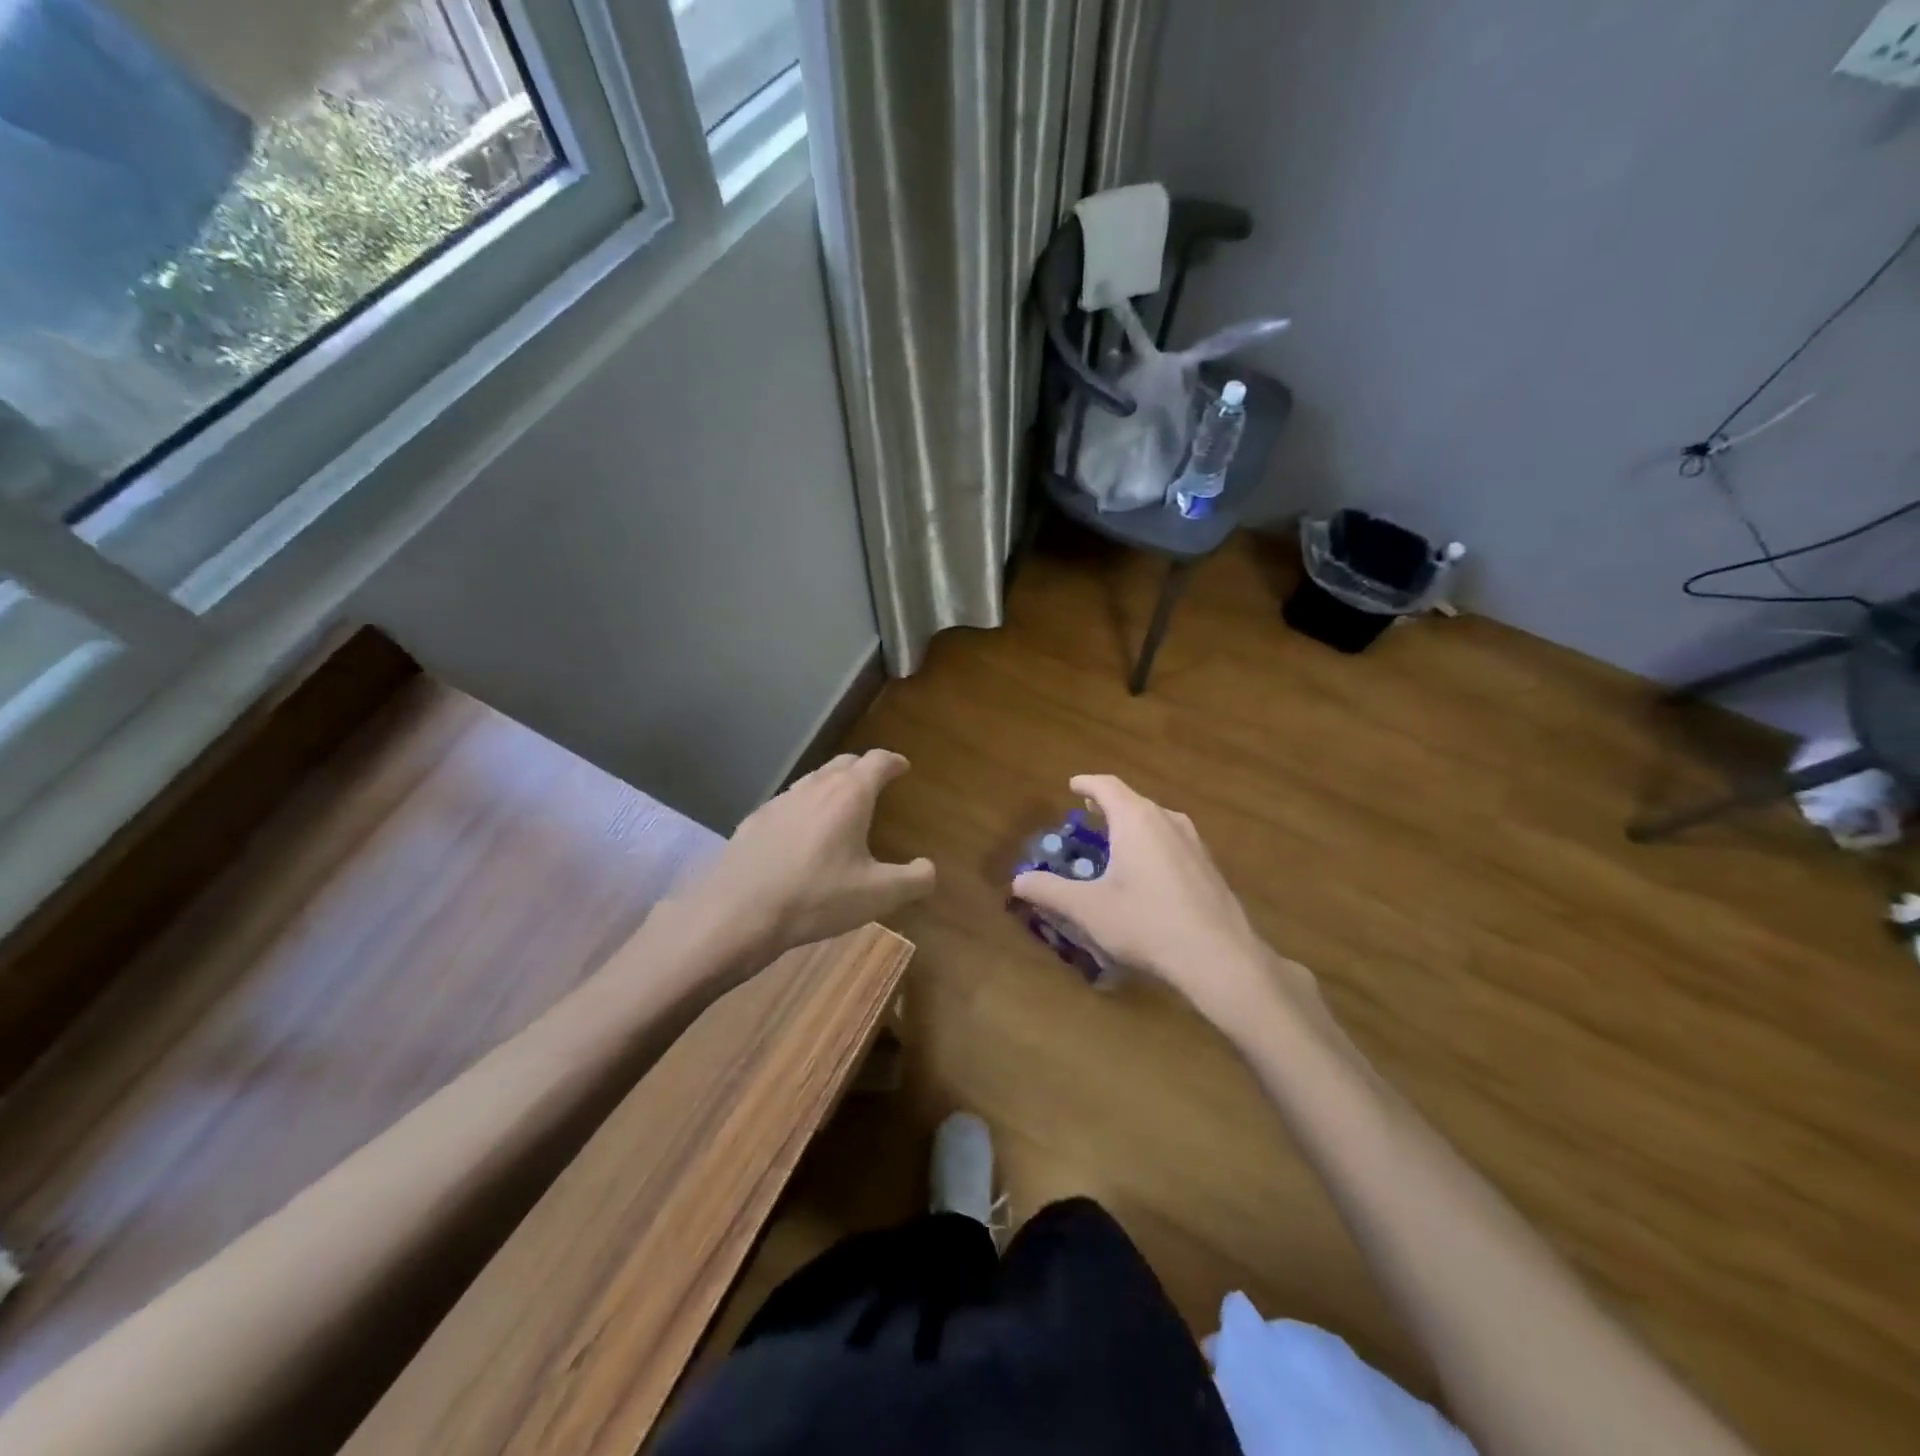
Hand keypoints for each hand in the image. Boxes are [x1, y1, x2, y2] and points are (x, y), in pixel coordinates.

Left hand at [675, 750, 934, 967]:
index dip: (893, 761)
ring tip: (841, 805)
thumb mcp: (878, 896)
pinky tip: (801, 834)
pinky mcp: (754, 821)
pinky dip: (804, 808)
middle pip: (843, 763)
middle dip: (863, 768)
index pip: (877, 761)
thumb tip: (928, 868)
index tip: (903, 766)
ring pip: (812, 780)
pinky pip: (788, 803)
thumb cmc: (816, 897)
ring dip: (831, 785)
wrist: (737, 912)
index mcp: (849, 795)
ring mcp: (780, 801)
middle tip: (875, 781)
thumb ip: (914, 880)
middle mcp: (814, 787)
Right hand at [1011, 774, 1317, 1030]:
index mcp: (1136, 820)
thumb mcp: (1089, 910)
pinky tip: (1148, 875)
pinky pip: (1173, 843)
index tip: (1072, 785)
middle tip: (1089, 817)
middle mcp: (1168, 821)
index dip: (1086, 784)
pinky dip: (1152, 846)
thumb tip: (1018, 881)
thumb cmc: (1147, 923)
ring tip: (1116, 844)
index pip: (1107, 786)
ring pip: (1156, 822)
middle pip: (1133, 802)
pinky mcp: (1209, 867)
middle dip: (1108, 807)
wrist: (1220, 957)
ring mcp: (1194, 843)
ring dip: (1132, 826)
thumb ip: (1050, 891)